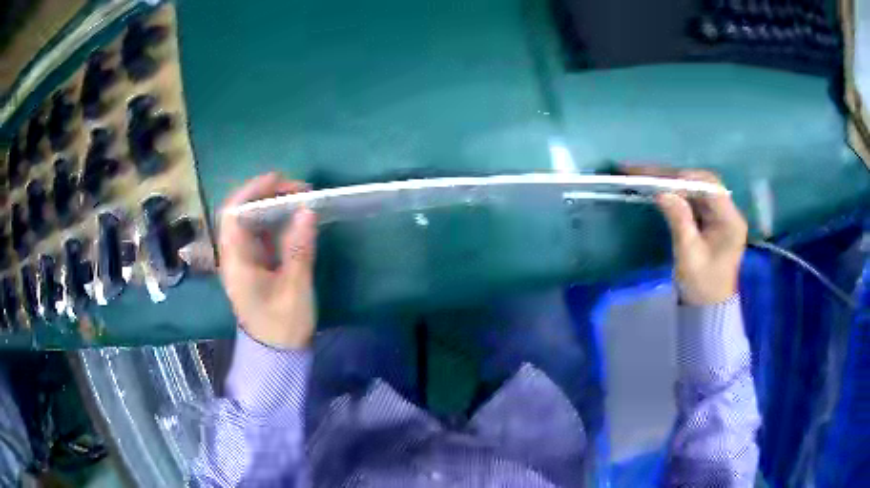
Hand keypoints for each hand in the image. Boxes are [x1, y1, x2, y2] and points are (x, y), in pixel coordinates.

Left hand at [218, 173, 317, 347]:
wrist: (277, 355)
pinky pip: (260, 234)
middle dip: (266, 194)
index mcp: (236, 261)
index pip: (233, 214)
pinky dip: (275, 221)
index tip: (280, 180)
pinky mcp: (253, 266)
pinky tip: (293, 219)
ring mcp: (243, 261)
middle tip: (297, 190)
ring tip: (299, 199)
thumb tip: (306, 210)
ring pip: (251, 222)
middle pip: (241, 213)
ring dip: (271, 206)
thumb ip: (298, 248)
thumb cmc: (282, 325)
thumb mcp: (294, 288)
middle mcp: (233, 256)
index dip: (252, 191)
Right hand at [625, 166, 747, 304]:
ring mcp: (720, 214)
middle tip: (642, 172)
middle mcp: (728, 211)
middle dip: (672, 176)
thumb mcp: (689, 255)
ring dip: (671, 182)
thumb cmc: (701, 285)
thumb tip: (662, 192)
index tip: (655, 177)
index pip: (708, 186)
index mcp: (730, 220)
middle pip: (700, 182)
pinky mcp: (711, 219)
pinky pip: (692, 198)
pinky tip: (658, 189)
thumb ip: (679, 220)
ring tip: (644, 176)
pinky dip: (675, 192)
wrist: (707, 308)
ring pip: (694, 188)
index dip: (682, 178)